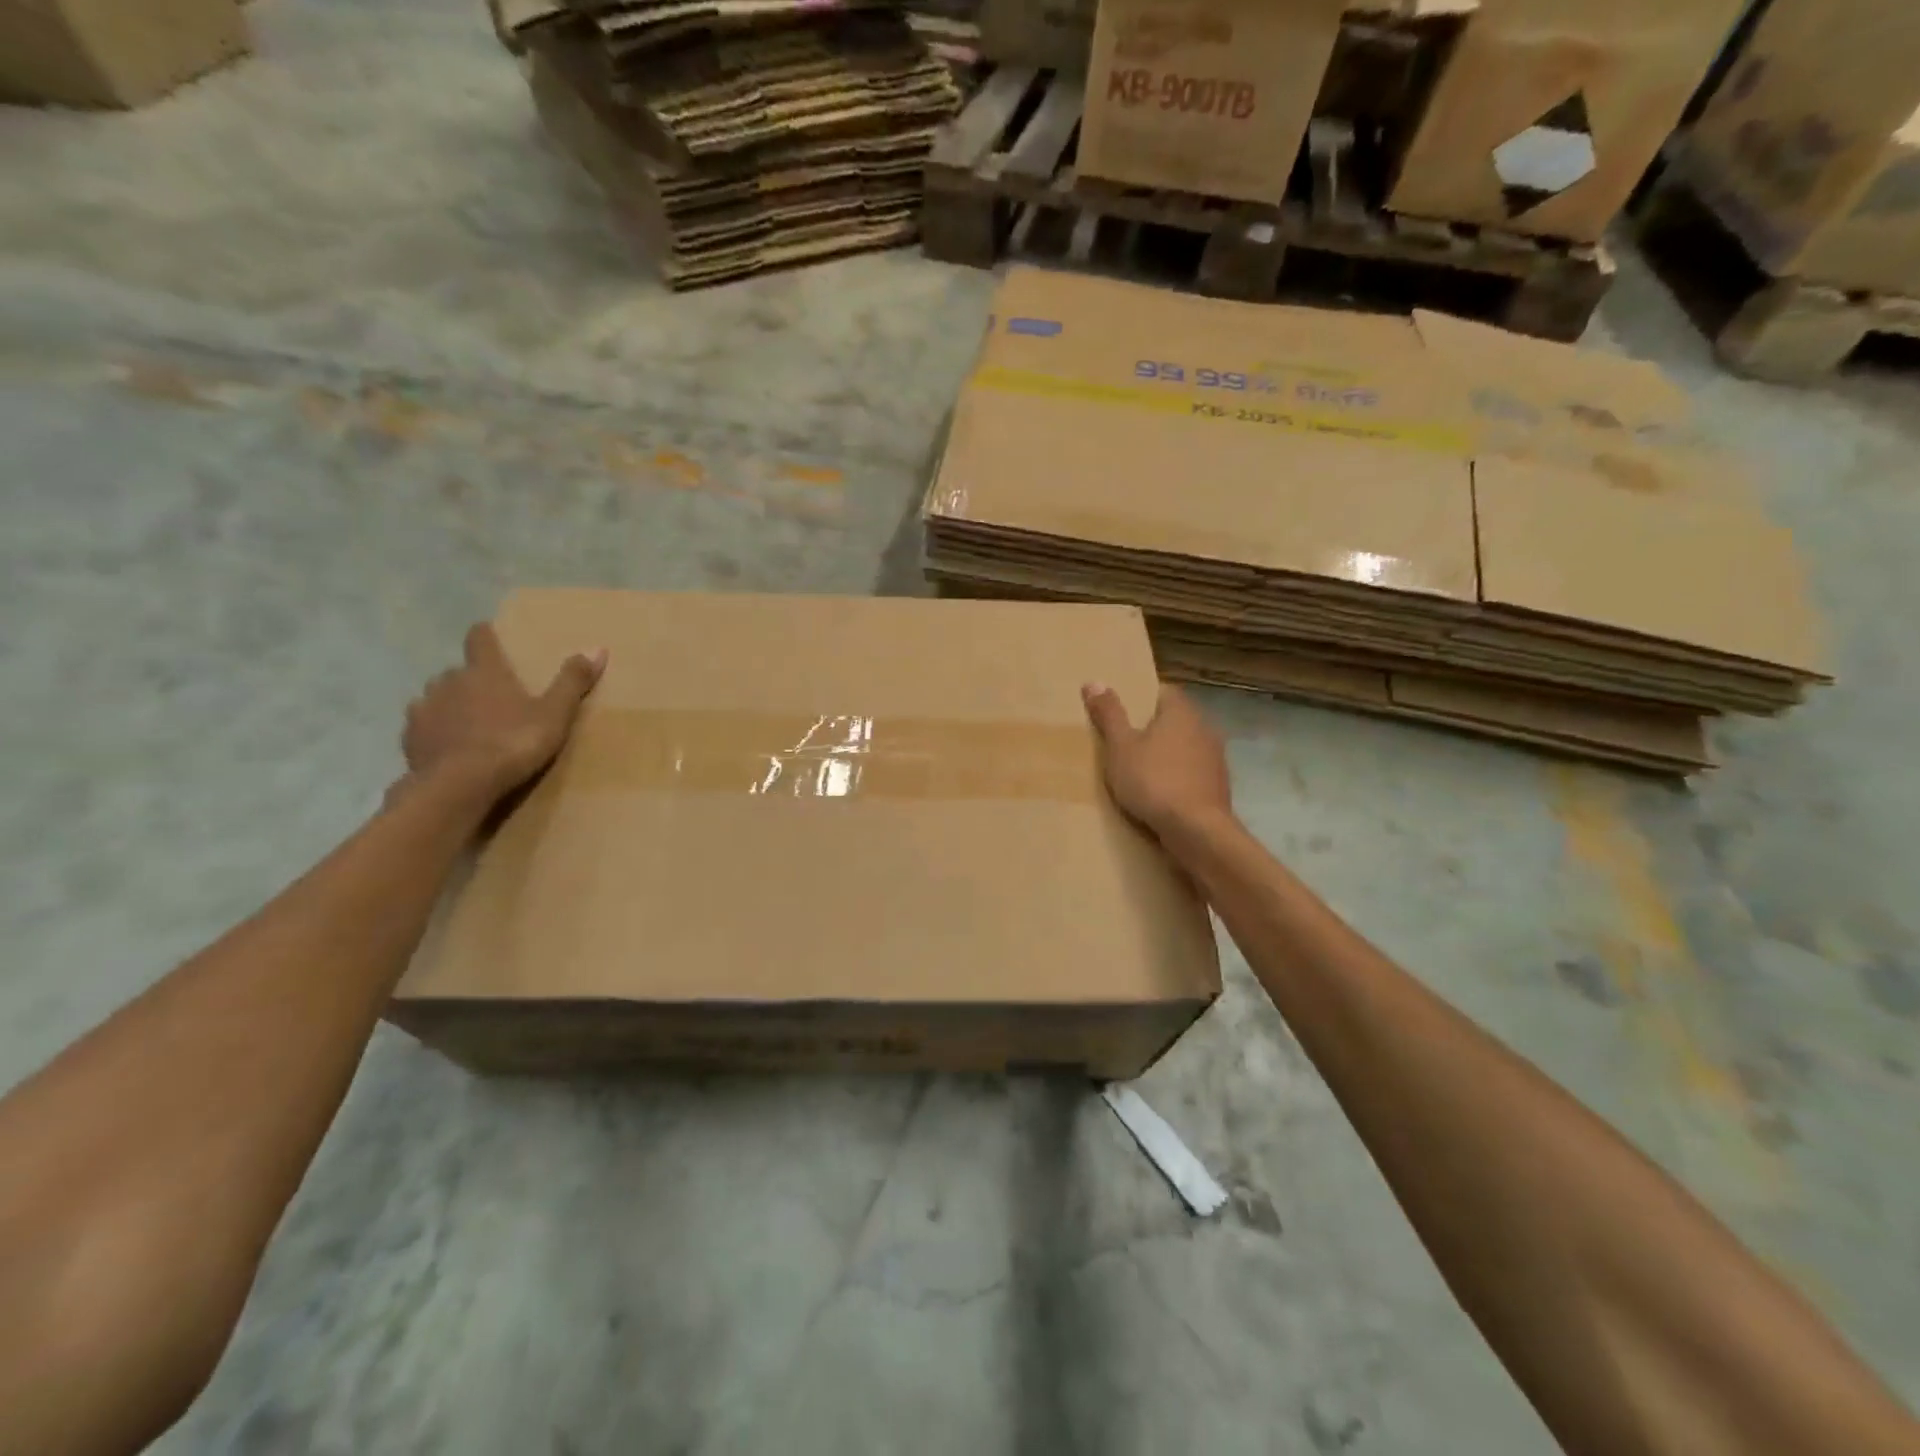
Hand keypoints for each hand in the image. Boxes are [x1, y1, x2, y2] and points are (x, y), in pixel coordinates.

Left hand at [400, 624, 605, 800]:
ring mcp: (424, 708)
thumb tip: (596, 647)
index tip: (491, 635)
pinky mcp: (410, 737)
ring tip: (470, 722)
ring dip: (451, 703)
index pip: (479, 638)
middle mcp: (448, 681)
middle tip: (494, 695)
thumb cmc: (512, 743)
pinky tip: (449, 745)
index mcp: (484, 671)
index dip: (486, 635)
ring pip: (437, 696)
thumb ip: (572, 682)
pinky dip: (435, 729)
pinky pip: (422, 725)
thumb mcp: (554, 715)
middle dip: (473, 679)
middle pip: (459, 670)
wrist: (459, 786)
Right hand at [1083, 682, 1233, 836]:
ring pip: (1185, 748)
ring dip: (1166, 755)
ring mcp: (1216, 758)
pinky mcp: (1219, 786)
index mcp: (1181, 711)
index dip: (1141, 699)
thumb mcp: (1120, 747)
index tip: (1121, 713)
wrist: (1197, 831)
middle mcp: (1205, 728)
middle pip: (1174, 720)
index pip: (1162, 691)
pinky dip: (1177, 778)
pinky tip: (1160, 794)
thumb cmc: (1154, 781)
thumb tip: (1093, 681)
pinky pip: (1192, 773)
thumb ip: (1109, 715)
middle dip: (1152, 729)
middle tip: (1123, 742)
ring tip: (1139, 770)